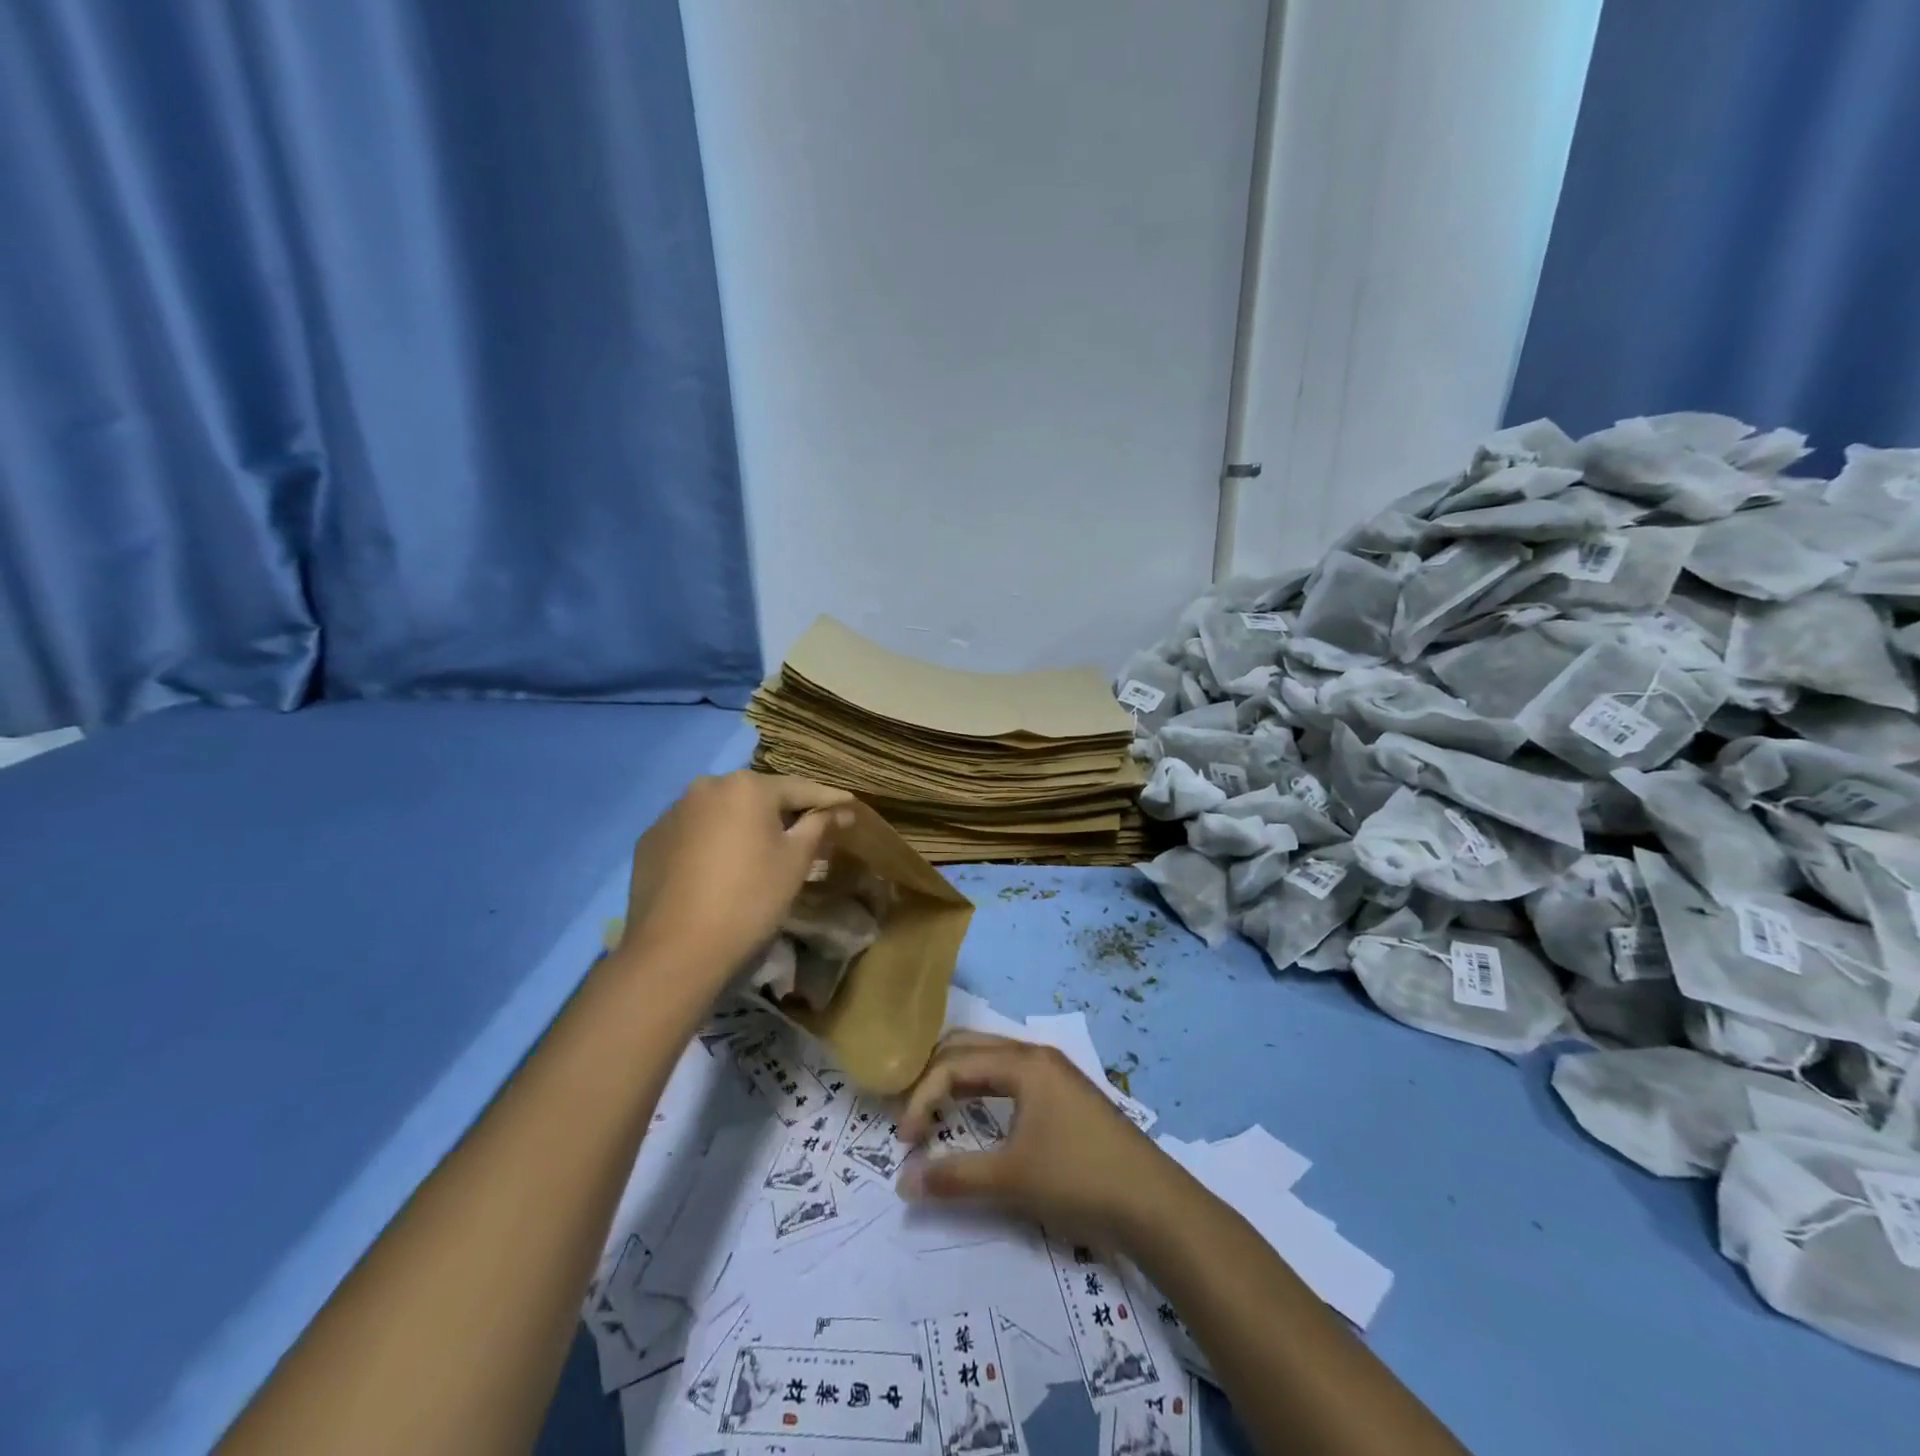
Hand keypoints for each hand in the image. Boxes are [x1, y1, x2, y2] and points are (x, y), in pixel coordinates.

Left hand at [620, 772, 853, 988]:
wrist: (676, 949)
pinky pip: (692, 833)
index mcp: (746, 786)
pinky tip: (718, 869)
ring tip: (758, 851)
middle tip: (804, 832)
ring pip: (721, 813)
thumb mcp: (795, 861)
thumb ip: (819, 825)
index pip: (798, 788)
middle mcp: (706, 786)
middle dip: (781, 812)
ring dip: (742, 826)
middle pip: (756, 797)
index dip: (826, 799)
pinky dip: (710, 843)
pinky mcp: (650, 840)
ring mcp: (672, 812)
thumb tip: (841, 809)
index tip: (848, 805)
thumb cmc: (750, 898)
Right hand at [894, 1032, 1182, 1250]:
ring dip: (960, 1078)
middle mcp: (1037, 1055)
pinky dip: (984, 1088)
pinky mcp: (1066, 1094)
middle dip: (935, 1074)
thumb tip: (903, 1181)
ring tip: (937, 1110)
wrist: (1154, 1203)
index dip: (922, 1098)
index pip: (955, 1064)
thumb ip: (954, 1177)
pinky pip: (1011, 1076)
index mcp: (1024, 1062)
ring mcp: (1056, 1072)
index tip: (904, 1141)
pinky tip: (980, 1114)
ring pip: (993, 1059)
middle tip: (912, 1111)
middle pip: (971, 1047)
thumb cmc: (1078, 1179)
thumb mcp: (1011, 1179)